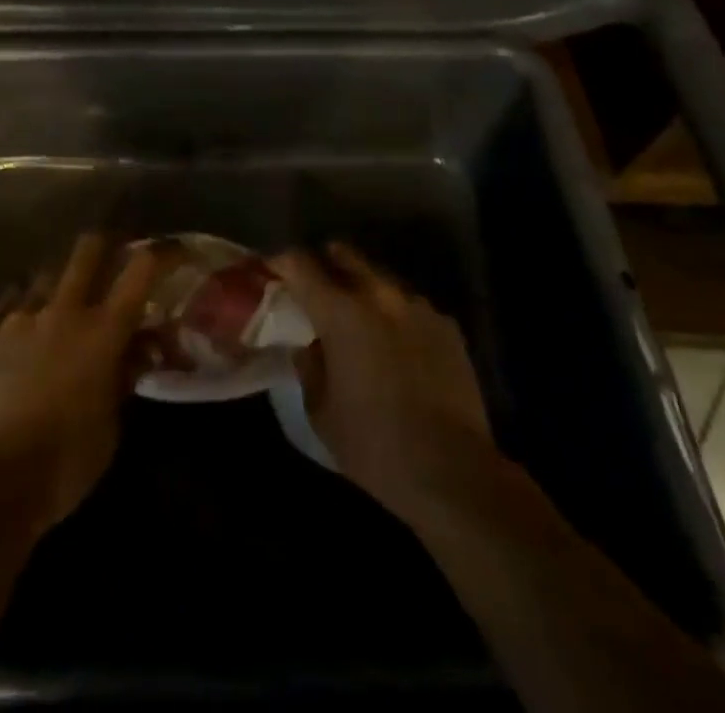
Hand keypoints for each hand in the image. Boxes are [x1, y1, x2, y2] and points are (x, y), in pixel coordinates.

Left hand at [0, 234, 159, 535]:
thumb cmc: (63, 464)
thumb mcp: (110, 427)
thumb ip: (126, 376)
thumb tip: (143, 347)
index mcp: (103, 331)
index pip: (142, 269)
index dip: (163, 252)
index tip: (176, 250)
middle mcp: (64, 309)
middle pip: (89, 248)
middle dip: (106, 247)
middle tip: (113, 263)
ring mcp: (20, 316)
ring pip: (47, 271)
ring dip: (63, 281)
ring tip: (63, 302)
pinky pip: (10, 300)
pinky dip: (24, 305)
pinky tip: (24, 325)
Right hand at [272, 243, 495, 521]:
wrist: (452, 471)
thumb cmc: (373, 444)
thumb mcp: (320, 409)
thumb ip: (309, 364)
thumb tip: (308, 343)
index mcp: (340, 310)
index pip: (299, 263)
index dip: (281, 262)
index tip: (272, 271)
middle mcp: (379, 294)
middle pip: (343, 253)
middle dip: (324, 263)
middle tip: (314, 289)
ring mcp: (418, 305)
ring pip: (379, 277)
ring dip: (362, 288)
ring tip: (358, 319)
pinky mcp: (447, 325)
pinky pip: (410, 305)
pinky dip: (395, 314)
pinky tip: (396, 346)